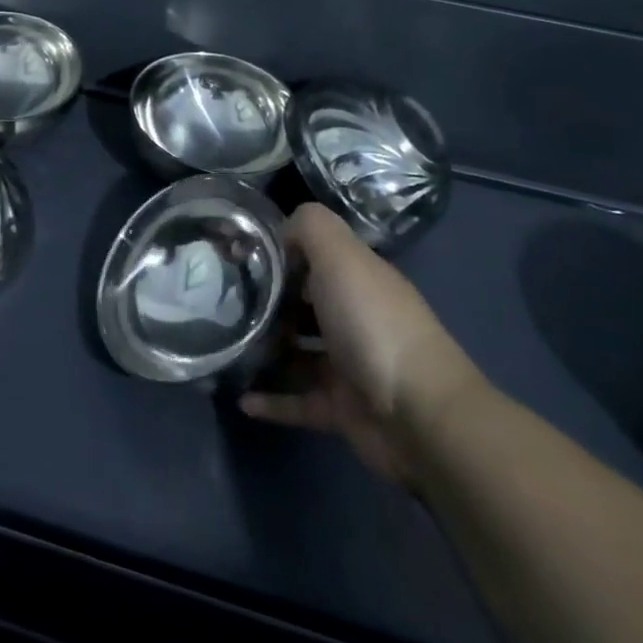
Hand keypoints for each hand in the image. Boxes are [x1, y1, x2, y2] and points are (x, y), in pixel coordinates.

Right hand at [240, 203, 483, 485]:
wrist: (420, 416)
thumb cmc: (373, 324)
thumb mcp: (340, 255)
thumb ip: (310, 227)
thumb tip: (282, 230)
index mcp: (357, 278)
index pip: (313, 254)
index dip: (278, 251)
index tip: (237, 255)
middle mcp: (355, 316)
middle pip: (303, 302)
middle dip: (267, 300)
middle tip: (221, 301)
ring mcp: (349, 366)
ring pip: (298, 352)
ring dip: (266, 350)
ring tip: (225, 346)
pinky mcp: (342, 409)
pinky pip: (299, 401)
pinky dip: (272, 401)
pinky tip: (241, 399)